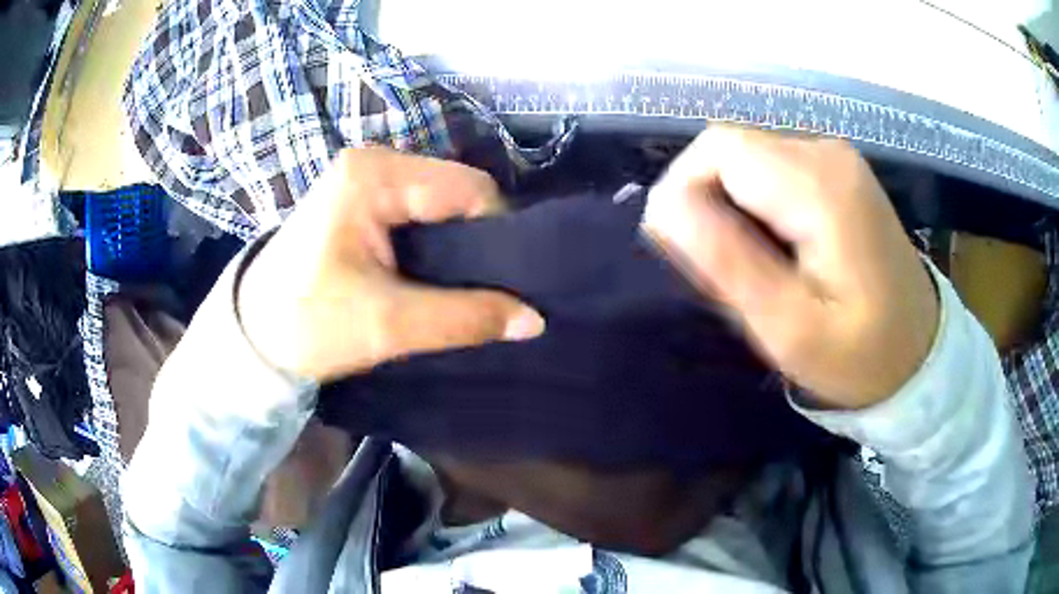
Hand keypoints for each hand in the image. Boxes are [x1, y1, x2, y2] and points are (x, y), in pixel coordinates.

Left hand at [237, 148, 544, 382]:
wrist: (251, 336)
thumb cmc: (306, 324)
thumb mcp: (387, 325)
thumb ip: (465, 318)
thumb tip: (535, 320)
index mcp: (374, 175)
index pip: (468, 190)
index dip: (497, 235)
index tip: (506, 284)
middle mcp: (373, 162)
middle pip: (456, 192)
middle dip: (477, 241)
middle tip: (484, 290)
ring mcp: (366, 178)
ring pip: (441, 205)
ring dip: (457, 246)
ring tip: (460, 286)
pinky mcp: (361, 200)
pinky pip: (420, 214)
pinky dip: (435, 245)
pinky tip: (435, 275)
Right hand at [643, 127, 939, 409]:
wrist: (919, 353)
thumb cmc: (860, 356)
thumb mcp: (791, 329)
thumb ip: (728, 264)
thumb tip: (662, 208)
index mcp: (820, 186)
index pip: (718, 150)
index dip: (686, 192)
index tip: (689, 255)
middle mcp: (826, 153)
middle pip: (731, 149)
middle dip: (708, 203)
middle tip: (725, 271)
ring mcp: (836, 158)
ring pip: (747, 158)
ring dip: (731, 206)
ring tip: (754, 266)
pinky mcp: (838, 171)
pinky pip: (772, 169)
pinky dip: (756, 203)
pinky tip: (777, 248)